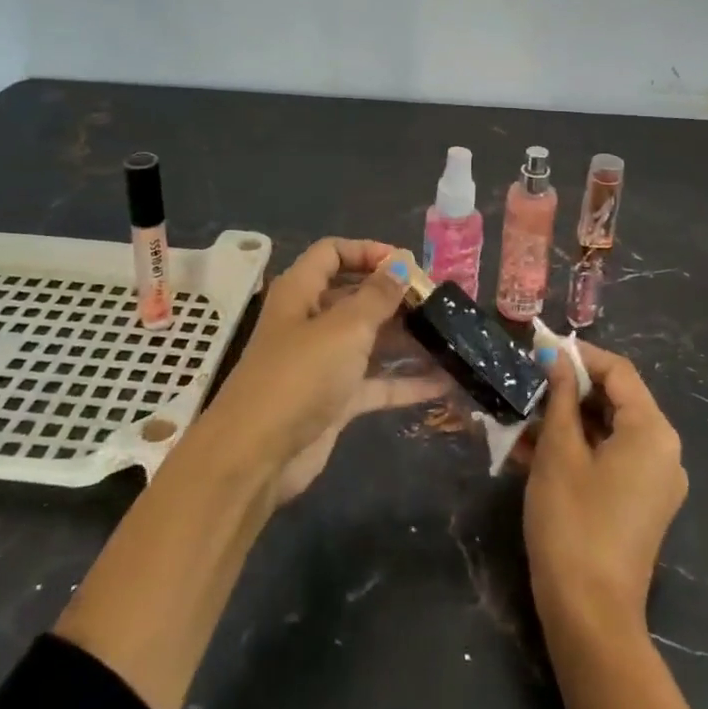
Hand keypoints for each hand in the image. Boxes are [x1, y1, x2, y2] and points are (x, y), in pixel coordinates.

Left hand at [205, 238, 447, 500]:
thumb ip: (378, 295)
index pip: (332, 253)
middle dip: (395, 297)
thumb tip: (401, 262)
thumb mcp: (345, 328)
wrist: (257, 457)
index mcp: (301, 292)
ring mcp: (322, 363)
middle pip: (355, 296)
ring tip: (450, 337)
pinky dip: (406, 381)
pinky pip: (376, 382)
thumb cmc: (300, 375)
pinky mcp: (335, 400)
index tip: (407, 264)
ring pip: (370, 340)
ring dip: (406, 339)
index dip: (368, 251)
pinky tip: (445, 382)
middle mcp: (310, 322)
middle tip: (439, 303)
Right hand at [524, 342, 686, 637]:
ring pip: (608, 430)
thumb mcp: (558, 451)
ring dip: (566, 420)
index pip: (618, 371)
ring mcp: (655, 481)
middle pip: (616, 400)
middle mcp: (663, 451)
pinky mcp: (640, 504)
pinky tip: (532, 449)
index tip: (539, 350)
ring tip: (521, 418)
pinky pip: (609, 459)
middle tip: (526, 384)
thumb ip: (559, 397)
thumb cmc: (572, 521)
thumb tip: (556, 357)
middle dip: (568, 389)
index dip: (578, 356)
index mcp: (652, 432)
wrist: (590, 615)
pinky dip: (576, 449)